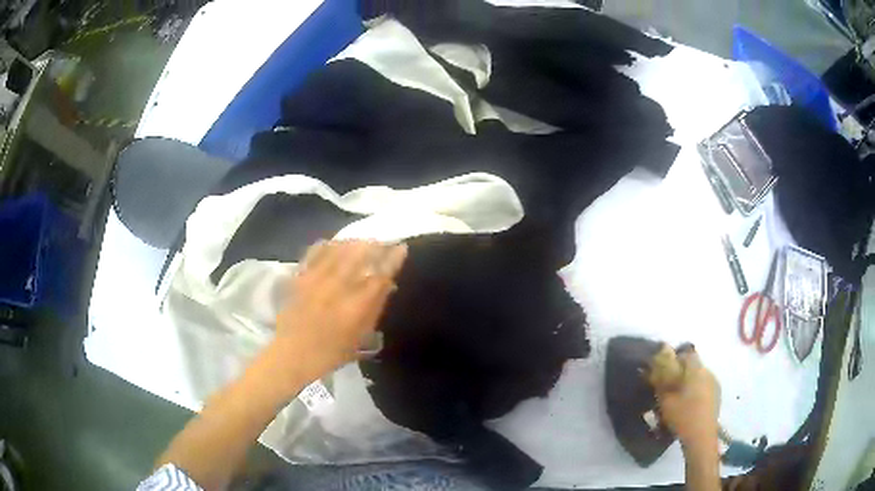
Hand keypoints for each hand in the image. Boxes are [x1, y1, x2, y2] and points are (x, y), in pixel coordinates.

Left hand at [273, 240, 407, 385]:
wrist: (293, 353)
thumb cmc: (331, 351)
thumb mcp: (360, 335)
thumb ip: (375, 308)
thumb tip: (388, 284)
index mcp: (357, 304)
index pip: (381, 274)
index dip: (393, 258)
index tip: (401, 247)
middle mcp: (339, 286)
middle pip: (361, 254)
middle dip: (375, 244)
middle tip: (382, 241)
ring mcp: (317, 278)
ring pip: (339, 248)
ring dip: (354, 242)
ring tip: (362, 241)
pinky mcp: (301, 275)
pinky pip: (316, 251)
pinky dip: (329, 245)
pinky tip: (334, 244)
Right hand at [655, 348, 720, 446]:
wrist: (701, 437)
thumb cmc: (682, 417)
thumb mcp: (665, 401)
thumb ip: (660, 382)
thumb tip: (652, 370)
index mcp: (696, 370)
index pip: (687, 354)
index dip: (675, 359)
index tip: (665, 370)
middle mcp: (708, 372)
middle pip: (694, 365)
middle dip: (682, 372)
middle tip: (670, 386)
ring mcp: (715, 384)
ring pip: (700, 376)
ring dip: (690, 382)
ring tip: (679, 397)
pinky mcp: (717, 395)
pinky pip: (705, 386)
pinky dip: (697, 390)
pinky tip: (689, 405)